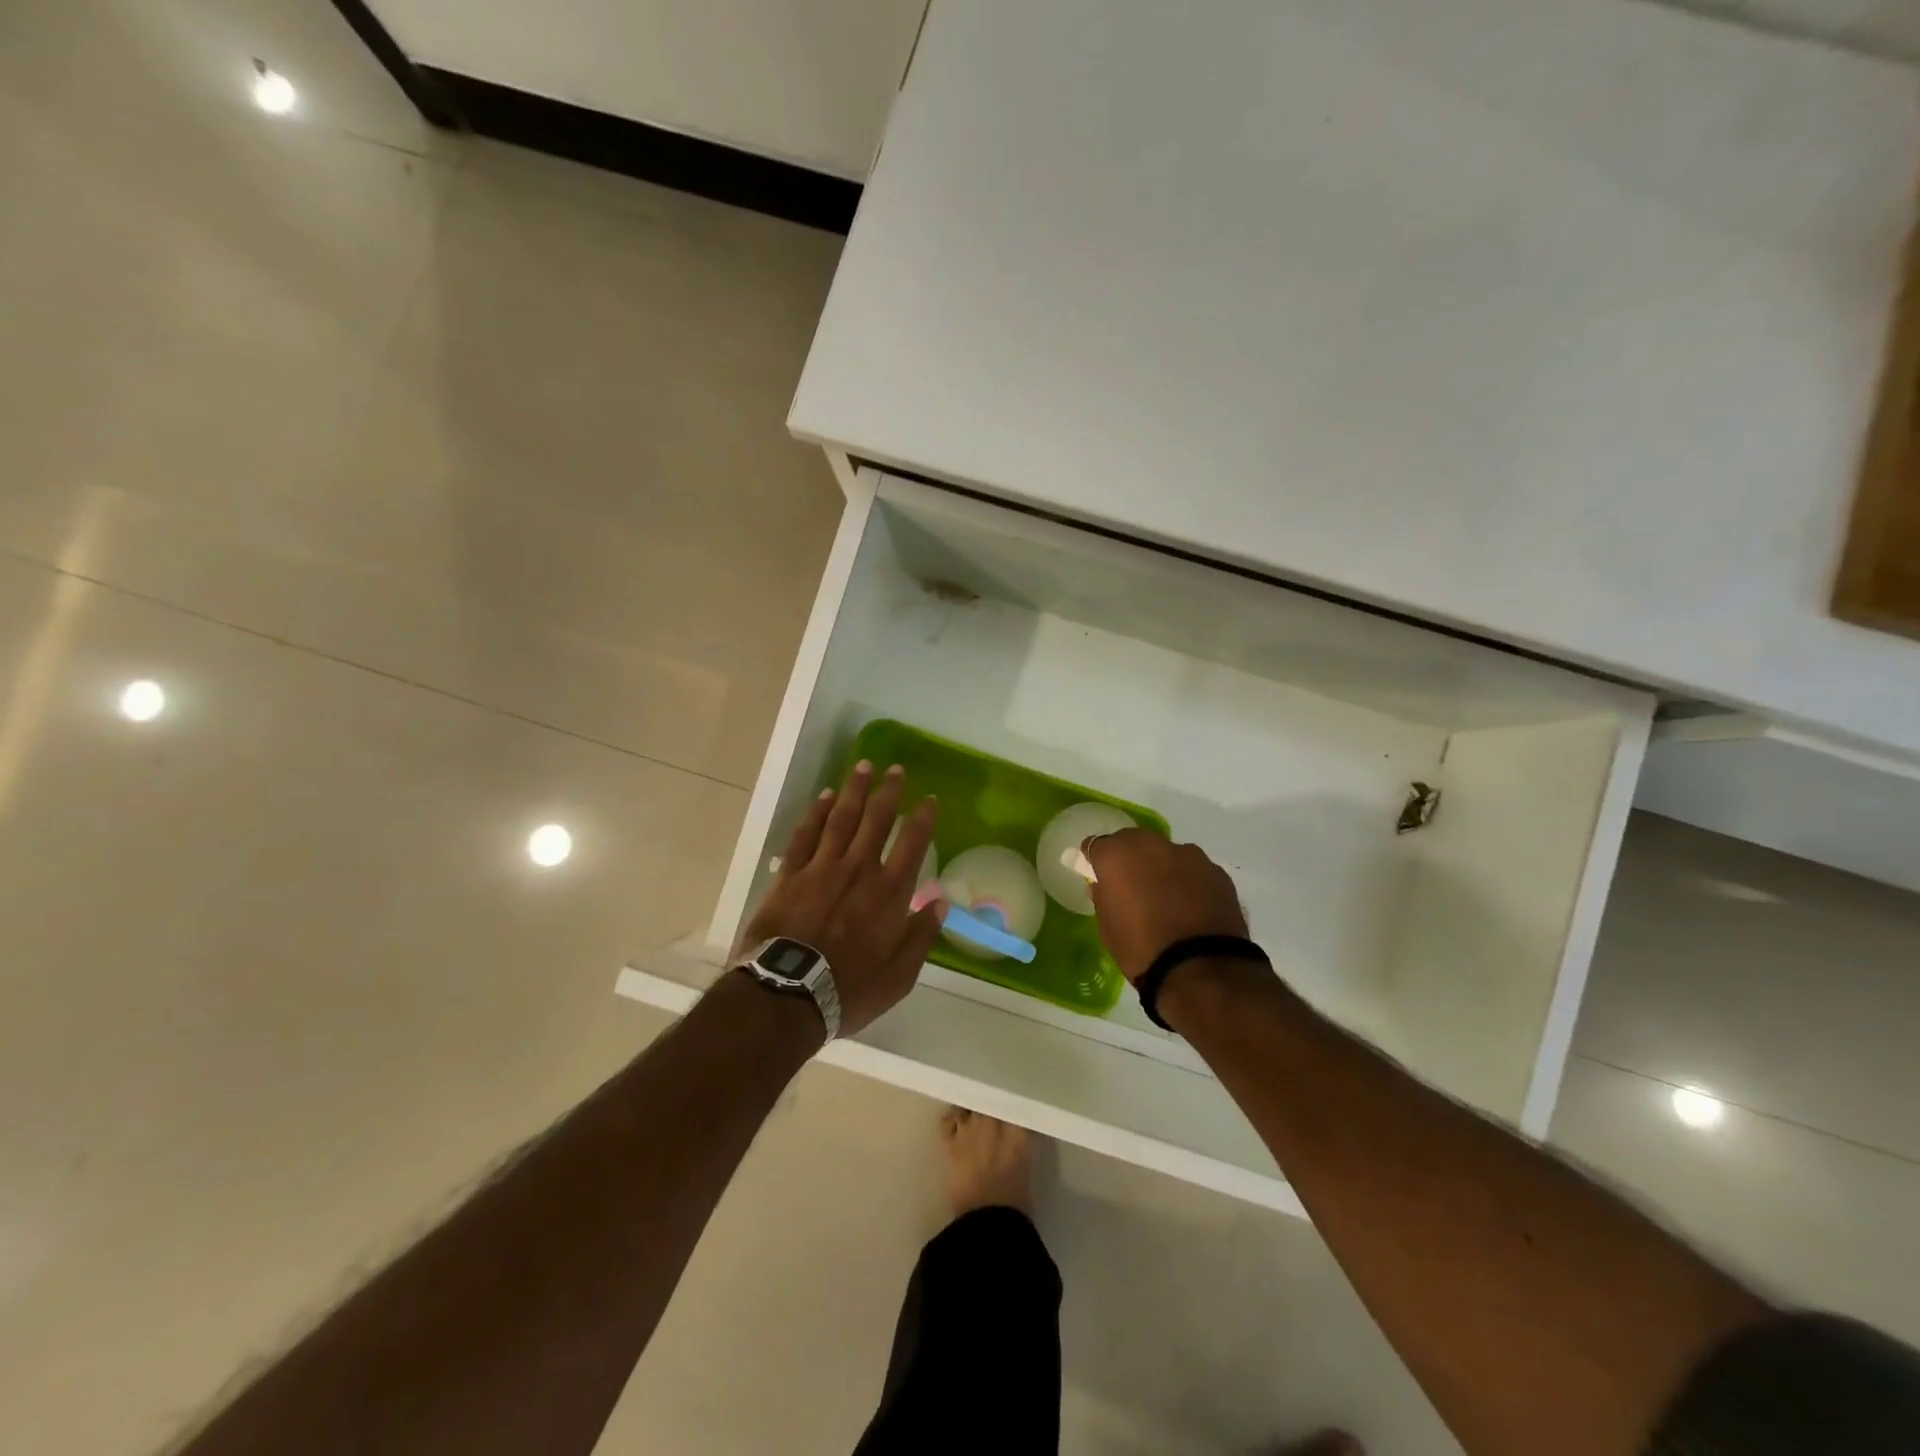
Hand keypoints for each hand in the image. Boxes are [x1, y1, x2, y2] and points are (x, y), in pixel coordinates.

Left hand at [738, 762, 944, 1037]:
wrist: (787, 995)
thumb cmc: (849, 990)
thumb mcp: (900, 976)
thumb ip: (921, 936)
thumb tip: (940, 903)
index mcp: (889, 893)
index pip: (913, 844)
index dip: (923, 818)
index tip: (929, 799)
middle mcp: (859, 869)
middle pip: (877, 820)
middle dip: (889, 791)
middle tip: (895, 769)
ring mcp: (822, 868)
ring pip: (842, 818)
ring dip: (854, 790)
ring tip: (863, 766)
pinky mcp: (791, 874)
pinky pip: (806, 834)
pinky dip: (817, 813)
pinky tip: (825, 797)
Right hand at [1083, 830, 1248, 982]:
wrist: (1201, 969)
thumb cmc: (1141, 950)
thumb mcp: (1107, 928)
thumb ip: (1103, 898)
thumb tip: (1105, 887)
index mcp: (1117, 855)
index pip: (1097, 844)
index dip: (1096, 859)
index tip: (1098, 874)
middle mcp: (1152, 845)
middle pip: (1134, 841)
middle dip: (1130, 857)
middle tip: (1132, 884)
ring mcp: (1189, 855)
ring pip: (1167, 853)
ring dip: (1162, 867)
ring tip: (1167, 898)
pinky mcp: (1217, 872)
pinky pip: (1194, 870)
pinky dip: (1189, 882)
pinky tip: (1192, 907)